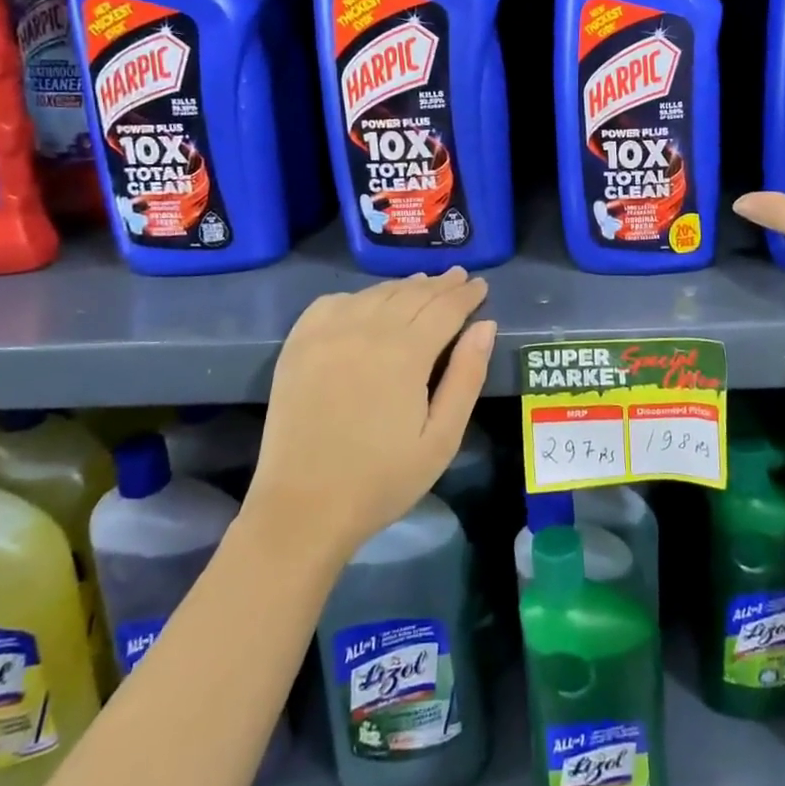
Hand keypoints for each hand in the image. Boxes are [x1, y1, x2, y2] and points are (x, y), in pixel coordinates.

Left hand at [252, 268, 495, 561]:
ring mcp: (327, 334)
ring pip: (375, 293)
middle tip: (460, 277)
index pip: (445, 308)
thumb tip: (485, 326)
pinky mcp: (298, 345)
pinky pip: (334, 302)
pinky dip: (359, 296)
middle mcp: (366, 330)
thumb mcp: (442, 438)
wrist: (303, 508)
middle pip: (412, 294)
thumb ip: (467, 377)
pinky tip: (368, 302)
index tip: (481, 286)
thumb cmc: (382, 479)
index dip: (466, 295)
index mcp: (405, 353)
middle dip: (441, 285)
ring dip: (404, 286)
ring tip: (423, 284)